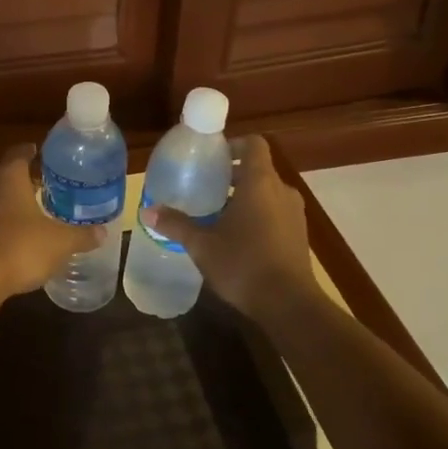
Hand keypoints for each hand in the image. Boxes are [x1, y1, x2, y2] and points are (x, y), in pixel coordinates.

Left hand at [0, 144, 104, 296]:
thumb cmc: (21, 248)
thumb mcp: (61, 242)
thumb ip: (81, 235)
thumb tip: (102, 232)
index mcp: (9, 179)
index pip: (18, 153)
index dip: (31, 151)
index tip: (43, 154)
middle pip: (6, 176)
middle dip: (25, 181)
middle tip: (47, 186)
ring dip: (12, 204)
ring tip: (34, 213)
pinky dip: (2, 226)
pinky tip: (18, 239)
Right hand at [141, 135, 319, 322]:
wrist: (288, 304)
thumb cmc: (243, 264)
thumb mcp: (202, 245)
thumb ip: (176, 224)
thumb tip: (148, 210)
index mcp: (260, 182)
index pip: (254, 144)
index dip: (234, 144)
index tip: (212, 156)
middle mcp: (282, 191)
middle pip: (258, 169)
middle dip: (232, 175)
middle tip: (205, 187)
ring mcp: (295, 214)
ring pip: (268, 193)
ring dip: (245, 198)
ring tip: (217, 215)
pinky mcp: (299, 235)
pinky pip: (276, 213)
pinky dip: (258, 216)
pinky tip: (237, 238)